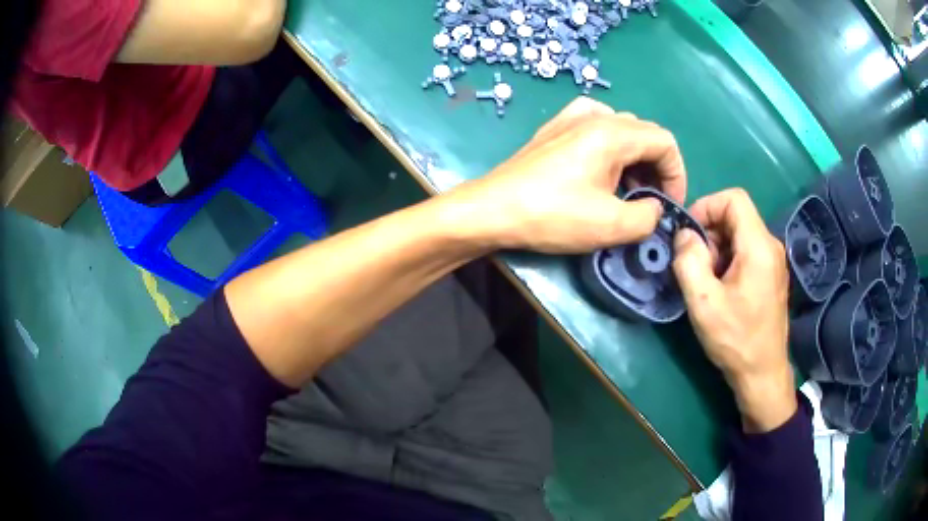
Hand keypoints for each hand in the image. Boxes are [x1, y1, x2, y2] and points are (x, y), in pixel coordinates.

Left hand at [446, 97, 686, 252]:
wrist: (492, 210)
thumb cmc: (552, 215)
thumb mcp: (611, 225)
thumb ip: (648, 216)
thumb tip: (654, 208)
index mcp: (614, 132)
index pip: (665, 142)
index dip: (677, 174)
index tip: (670, 205)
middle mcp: (596, 115)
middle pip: (645, 134)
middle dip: (657, 168)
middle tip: (651, 202)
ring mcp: (572, 118)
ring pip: (623, 130)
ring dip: (635, 160)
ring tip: (627, 191)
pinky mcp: (555, 128)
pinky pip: (597, 126)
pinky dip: (611, 146)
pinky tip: (603, 165)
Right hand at [672, 189, 795, 432]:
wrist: (763, 374)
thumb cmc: (736, 340)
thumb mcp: (704, 303)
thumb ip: (689, 261)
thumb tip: (684, 234)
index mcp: (759, 246)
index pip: (733, 198)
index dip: (706, 206)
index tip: (689, 234)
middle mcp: (771, 245)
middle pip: (736, 215)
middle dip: (709, 232)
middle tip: (694, 265)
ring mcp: (773, 260)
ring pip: (740, 234)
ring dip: (717, 248)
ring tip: (706, 281)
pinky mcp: (771, 275)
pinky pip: (746, 251)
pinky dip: (728, 260)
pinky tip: (720, 289)